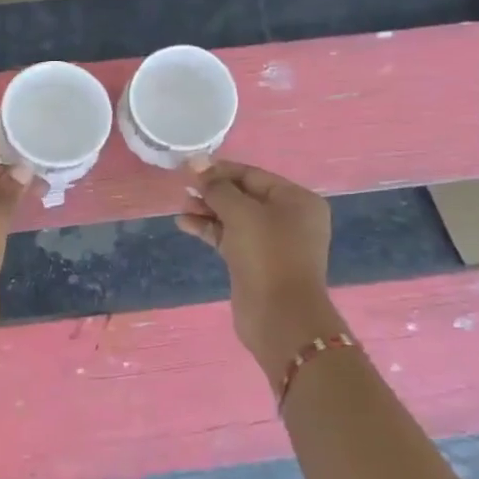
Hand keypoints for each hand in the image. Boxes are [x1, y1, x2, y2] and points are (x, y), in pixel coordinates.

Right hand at [179, 161, 344, 378]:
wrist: (280, 315)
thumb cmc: (267, 254)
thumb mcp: (241, 213)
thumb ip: (217, 187)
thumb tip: (196, 163)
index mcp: (297, 200)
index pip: (253, 175)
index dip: (220, 170)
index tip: (190, 168)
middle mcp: (289, 218)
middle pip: (244, 195)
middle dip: (213, 191)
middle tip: (184, 188)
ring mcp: (272, 243)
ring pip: (235, 218)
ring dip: (208, 211)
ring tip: (182, 206)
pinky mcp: (255, 263)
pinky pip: (231, 238)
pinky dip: (210, 230)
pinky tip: (184, 223)